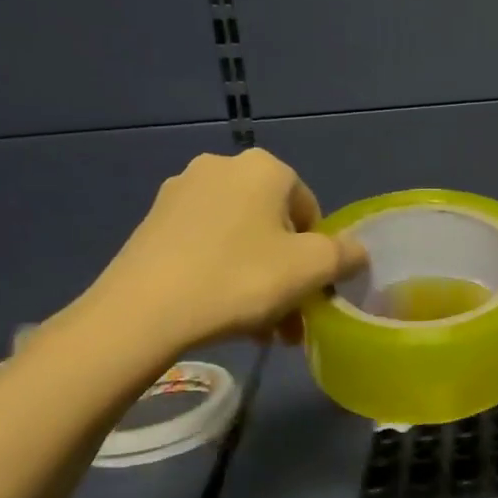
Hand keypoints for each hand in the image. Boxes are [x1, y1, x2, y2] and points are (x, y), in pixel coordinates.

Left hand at [81, 149, 365, 358]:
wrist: (143, 311)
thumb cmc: (241, 279)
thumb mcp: (312, 269)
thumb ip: (346, 255)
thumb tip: (355, 252)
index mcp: (264, 167)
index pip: (311, 210)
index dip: (319, 255)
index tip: (312, 292)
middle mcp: (221, 168)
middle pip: (274, 227)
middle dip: (288, 273)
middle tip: (290, 319)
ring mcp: (180, 194)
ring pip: (241, 240)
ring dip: (259, 281)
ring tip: (260, 329)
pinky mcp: (152, 223)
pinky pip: (206, 247)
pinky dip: (223, 276)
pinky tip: (224, 315)